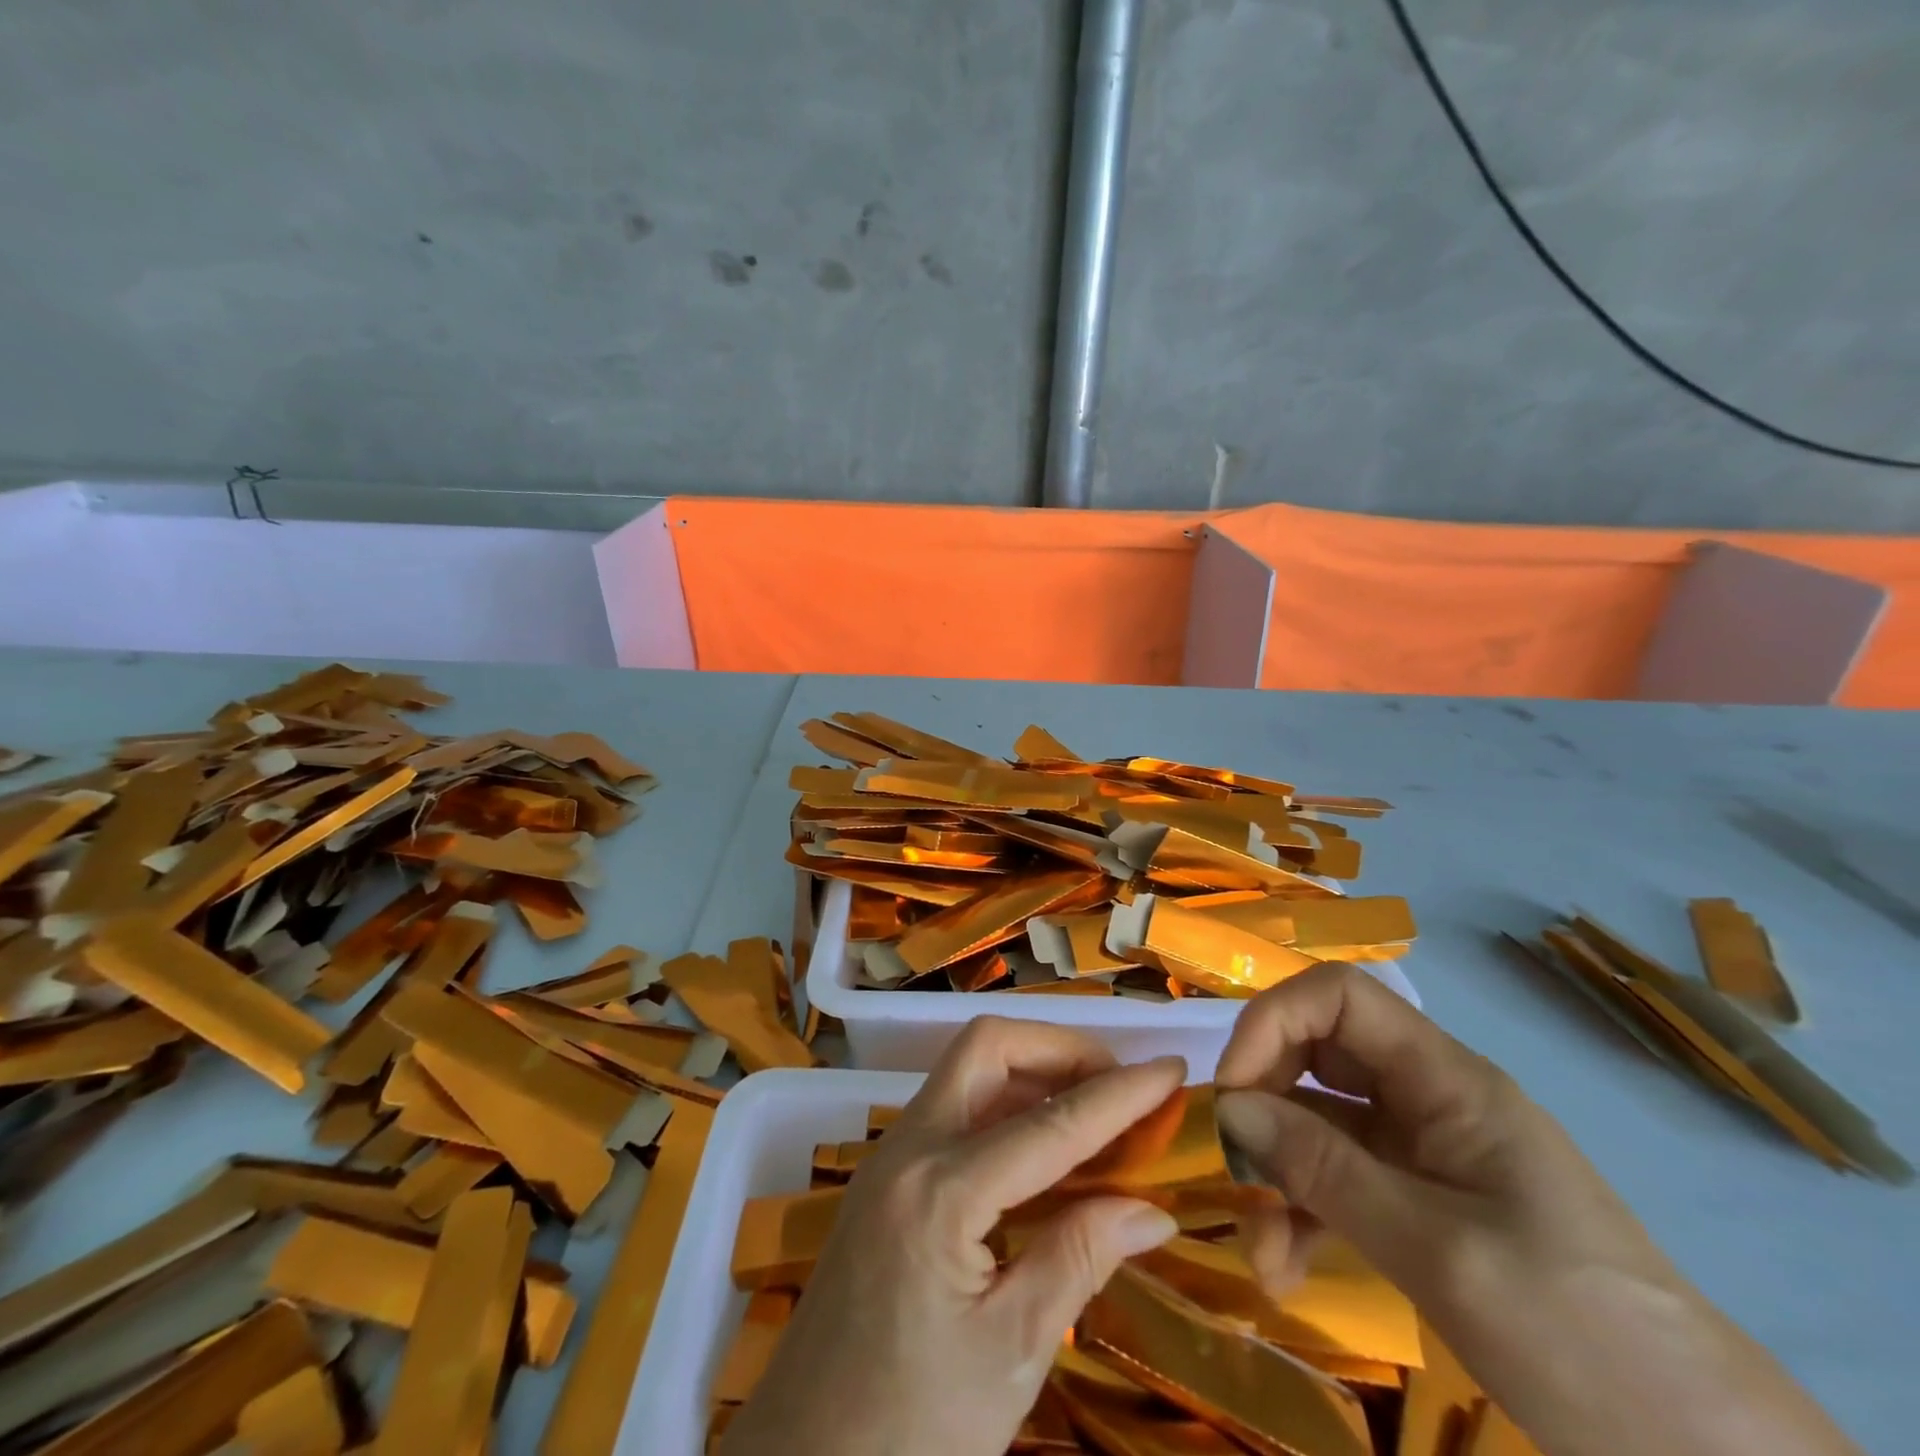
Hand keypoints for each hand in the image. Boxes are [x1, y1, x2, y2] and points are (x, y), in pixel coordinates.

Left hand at [719, 1019, 1184, 1455]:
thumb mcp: (1010, 1353)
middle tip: (1117, 1084)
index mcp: (940, 1192)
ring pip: (966, 1070)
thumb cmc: (910, 1428)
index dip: (1118, 1093)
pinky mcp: (884, 1176)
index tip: (1171, 1068)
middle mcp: (908, 1149)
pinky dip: (1003, 1104)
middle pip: (986, 1049)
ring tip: (1092, 1109)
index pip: (1048, 1124)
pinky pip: (952, 1107)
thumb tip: (1150, 1208)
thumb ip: (1079, 1259)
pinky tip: (1041, 1147)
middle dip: (1057, 1050)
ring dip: (1031, 1072)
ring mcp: (889, 1156)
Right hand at [1214, 963, 1860, 1455]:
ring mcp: (1422, 1151)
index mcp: (1447, 1079)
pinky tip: (1285, 1269)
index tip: (1233, 1092)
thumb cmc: (1579, 1335)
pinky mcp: (1419, 1203)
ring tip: (1261, 1253)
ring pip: (1318, 1125)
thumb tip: (1228, 1108)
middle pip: (1316, 1055)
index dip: (1272, 1022)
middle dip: (1264, 1107)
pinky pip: (1338, 1180)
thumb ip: (1324, 1170)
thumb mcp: (1437, 1251)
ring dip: (1277, 1176)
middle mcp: (1427, 1097)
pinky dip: (1303, 1213)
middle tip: (1234, 1170)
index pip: (1338, 996)